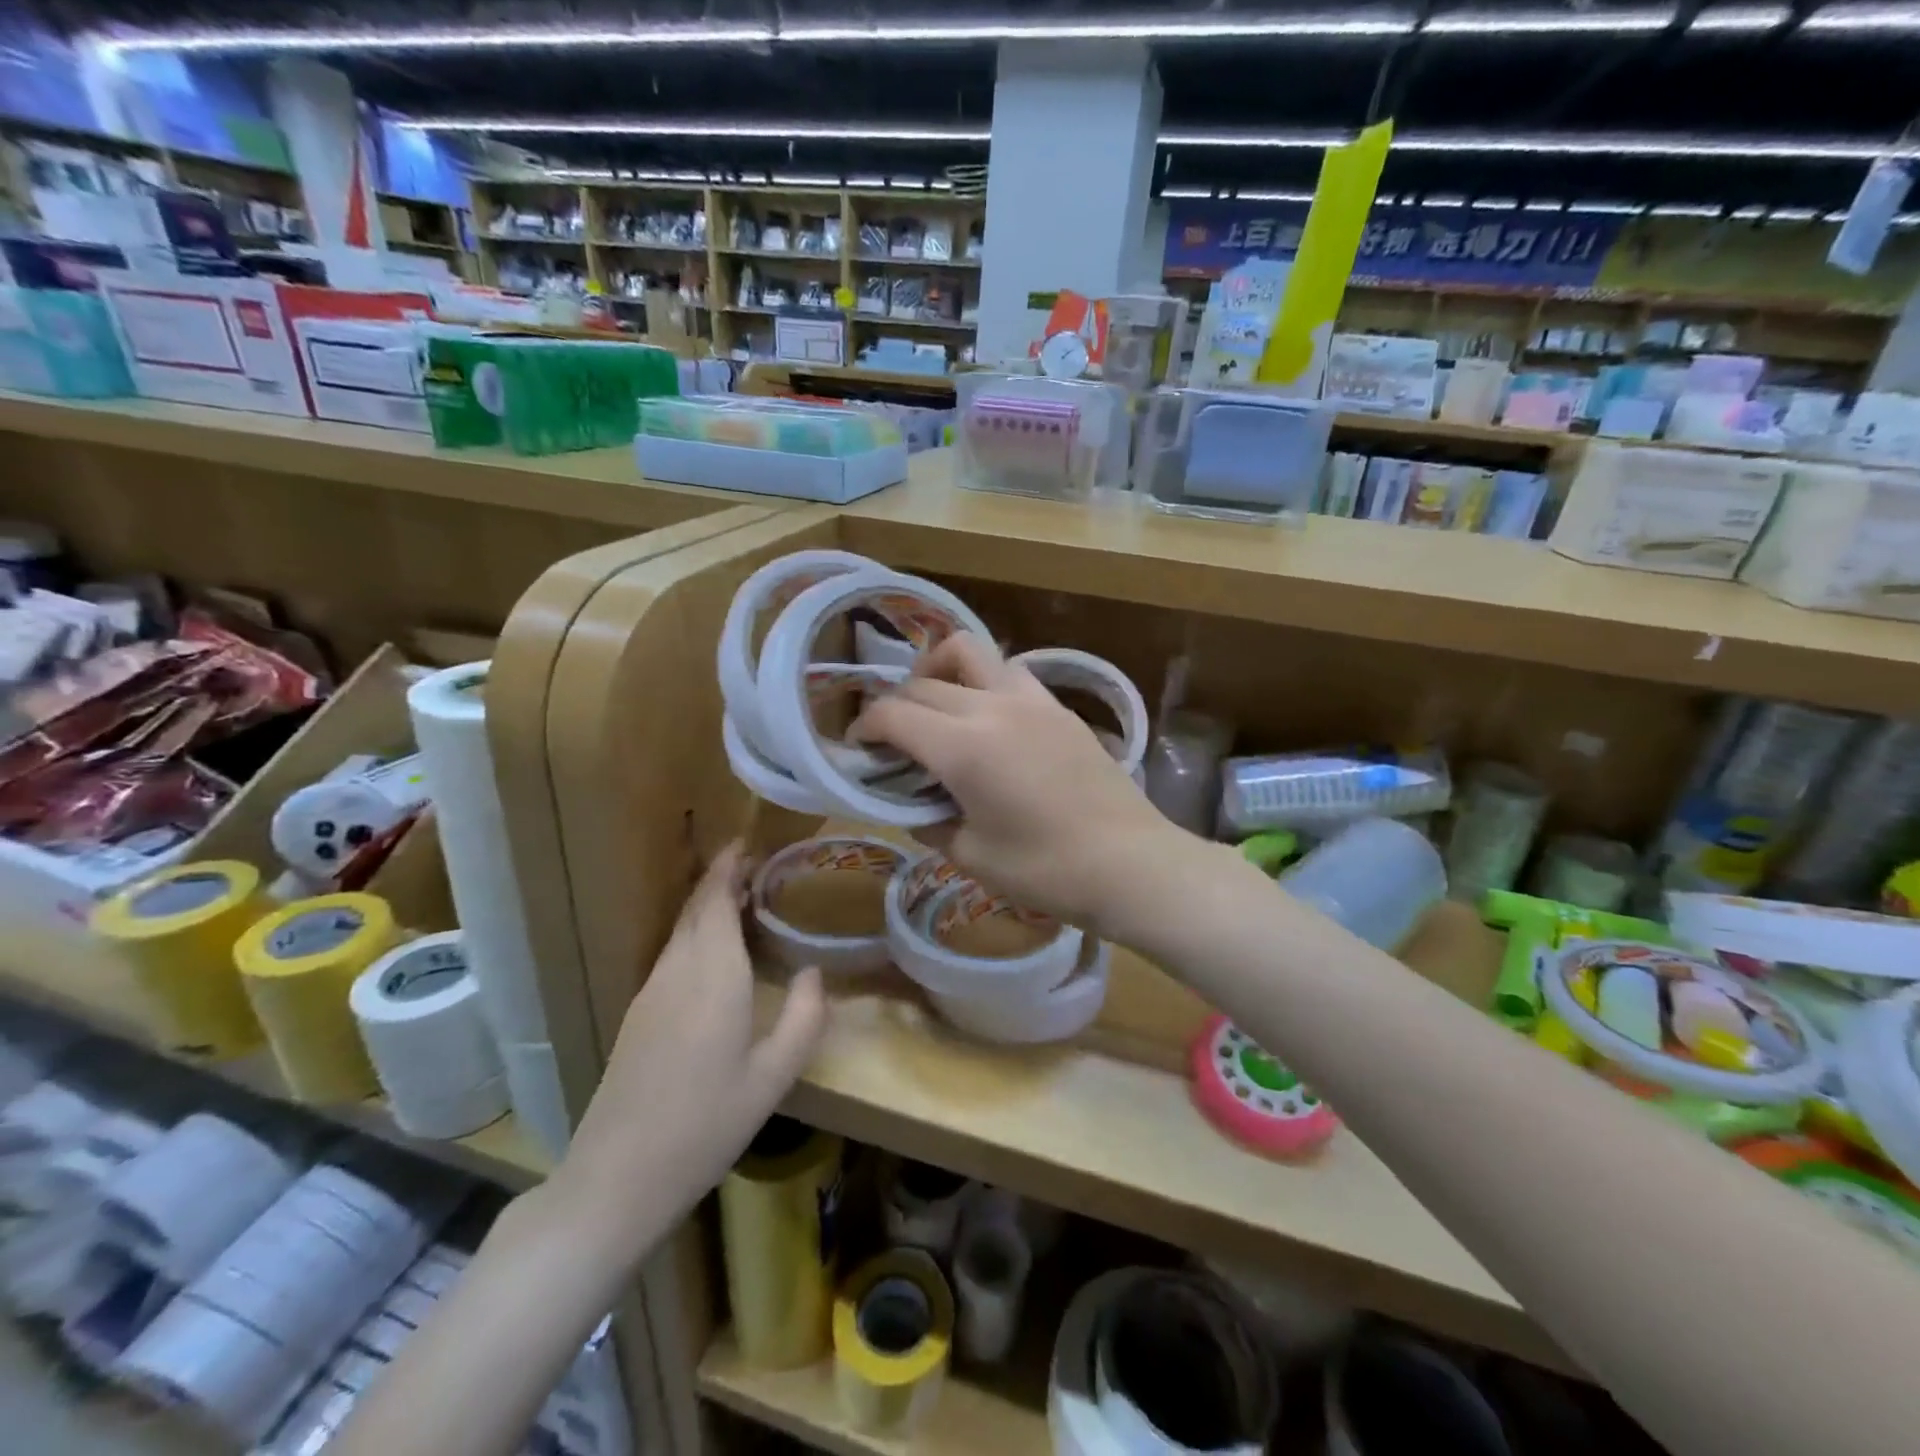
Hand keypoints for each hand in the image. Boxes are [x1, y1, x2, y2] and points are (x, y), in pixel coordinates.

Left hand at [555, 843, 825, 1257]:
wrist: (618, 1177)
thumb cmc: (706, 1123)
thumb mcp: (773, 1076)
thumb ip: (803, 1017)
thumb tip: (814, 972)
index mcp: (713, 975)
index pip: (716, 901)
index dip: (729, 867)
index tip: (748, 843)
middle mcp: (677, 971)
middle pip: (695, 908)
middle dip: (721, 879)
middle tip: (755, 866)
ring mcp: (650, 992)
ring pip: (680, 930)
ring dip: (707, 905)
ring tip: (742, 899)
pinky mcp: (638, 1014)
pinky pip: (671, 953)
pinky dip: (695, 933)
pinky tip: (714, 952)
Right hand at [853, 633, 1181, 934]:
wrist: (1131, 863)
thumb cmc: (1046, 870)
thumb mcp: (971, 856)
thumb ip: (929, 822)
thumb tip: (913, 805)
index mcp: (963, 747)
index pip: (894, 713)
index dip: (865, 726)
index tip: (858, 746)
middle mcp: (992, 708)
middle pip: (924, 682)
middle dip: (896, 704)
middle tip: (892, 739)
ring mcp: (1031, 700)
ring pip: (971, 653)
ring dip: (940, 670)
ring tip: (937, 707)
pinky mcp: (1059, 707)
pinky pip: (1008, 674)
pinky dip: (982, 683)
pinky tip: (987, 721)